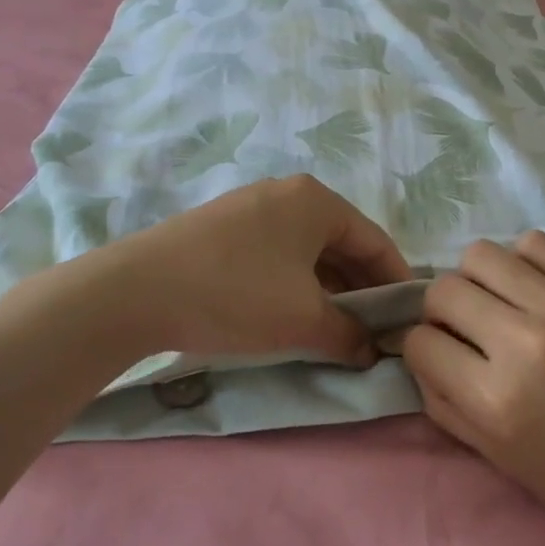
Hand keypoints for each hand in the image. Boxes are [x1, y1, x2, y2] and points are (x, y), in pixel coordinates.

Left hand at [84, 176, 411, 364]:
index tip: (408, 320)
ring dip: (328, 289)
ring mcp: (250, 208)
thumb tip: (371, 351)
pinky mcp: (222, 228)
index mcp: (317, 202)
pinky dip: (295, 283)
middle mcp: (287, 194)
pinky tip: (292, 314)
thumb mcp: (303, 320)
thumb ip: (349, 335)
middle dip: (361, 288)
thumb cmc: (236, 295)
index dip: (397, 282)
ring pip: (307, 250)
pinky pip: (277, 253)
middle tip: (374, 330)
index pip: (375, 241)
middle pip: (341, 243)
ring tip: (337, 328)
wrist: (136, 290)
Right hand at [402, 231, 544, 545]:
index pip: (420, 343)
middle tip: (470, 331)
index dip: (424, 351)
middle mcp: (523, 344)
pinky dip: (523, 263)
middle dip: (442, 312)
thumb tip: (424, 357)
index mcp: (496, 401)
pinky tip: (538, 291)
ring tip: (502, 305)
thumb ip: (448, 407)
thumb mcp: (503, 463)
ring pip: (481, 255)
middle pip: (443, 290)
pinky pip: (535, 244)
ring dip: (478, 280)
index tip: (444, 359)